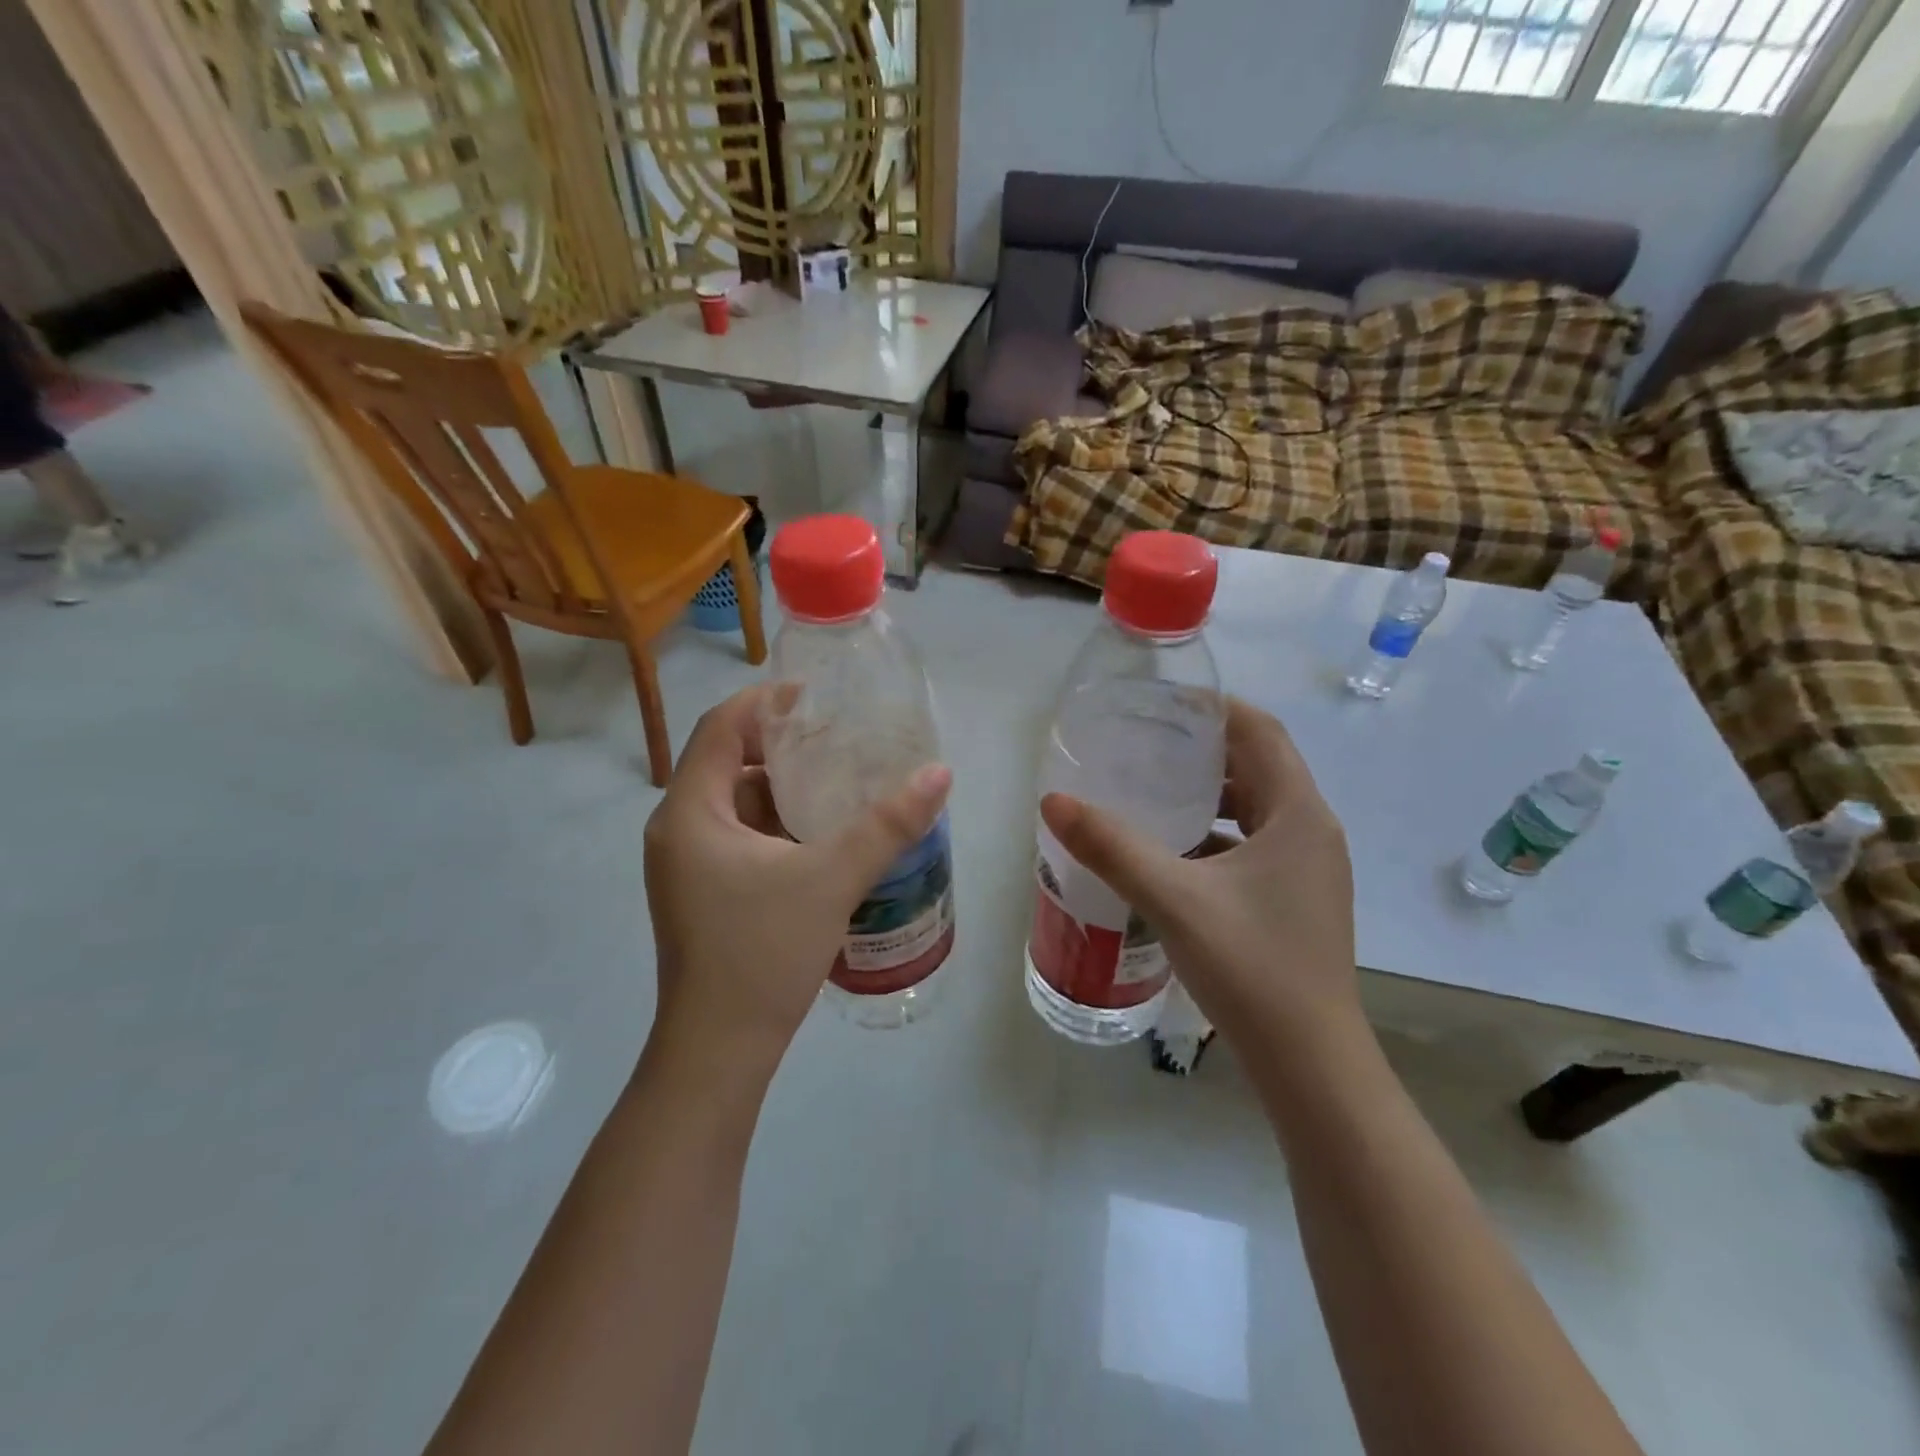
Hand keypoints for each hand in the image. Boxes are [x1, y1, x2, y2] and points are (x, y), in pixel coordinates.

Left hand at [642, 685, 951, 1068]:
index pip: (721, 727)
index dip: (767, 701)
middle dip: (782, 744)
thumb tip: (939, 773)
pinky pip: (739, 835)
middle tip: (839, 738)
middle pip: (728, 761)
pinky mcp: (702, 891)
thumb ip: (888, 824)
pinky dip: (776, 823)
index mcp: (690, 812)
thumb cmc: (763, 954)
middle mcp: (678, 829)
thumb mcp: (832, 879)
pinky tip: (821, 834)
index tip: (818, 696)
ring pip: (735, 802)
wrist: (719, 1051)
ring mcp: (686, 864)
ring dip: (783, 787)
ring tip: (839, 780)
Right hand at [1039, 697, 1359, 1057]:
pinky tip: (1172, 851)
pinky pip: (1255, 844)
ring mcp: (1309, 869)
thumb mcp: (1173, 899)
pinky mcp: (1297, 899)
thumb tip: (1053, 801)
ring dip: (1210, 793)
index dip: (1213, 708)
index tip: (1162, 702)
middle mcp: (1313, 831)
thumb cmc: (1251, 968)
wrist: (1311, 1065)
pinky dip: (1217, 834)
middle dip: (1204, 748)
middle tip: (1145, 742)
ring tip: (1152, 788)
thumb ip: (1111, 846)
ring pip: (1257, 808)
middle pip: (1259, 765)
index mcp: (1298, 814)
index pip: (1260, 731)